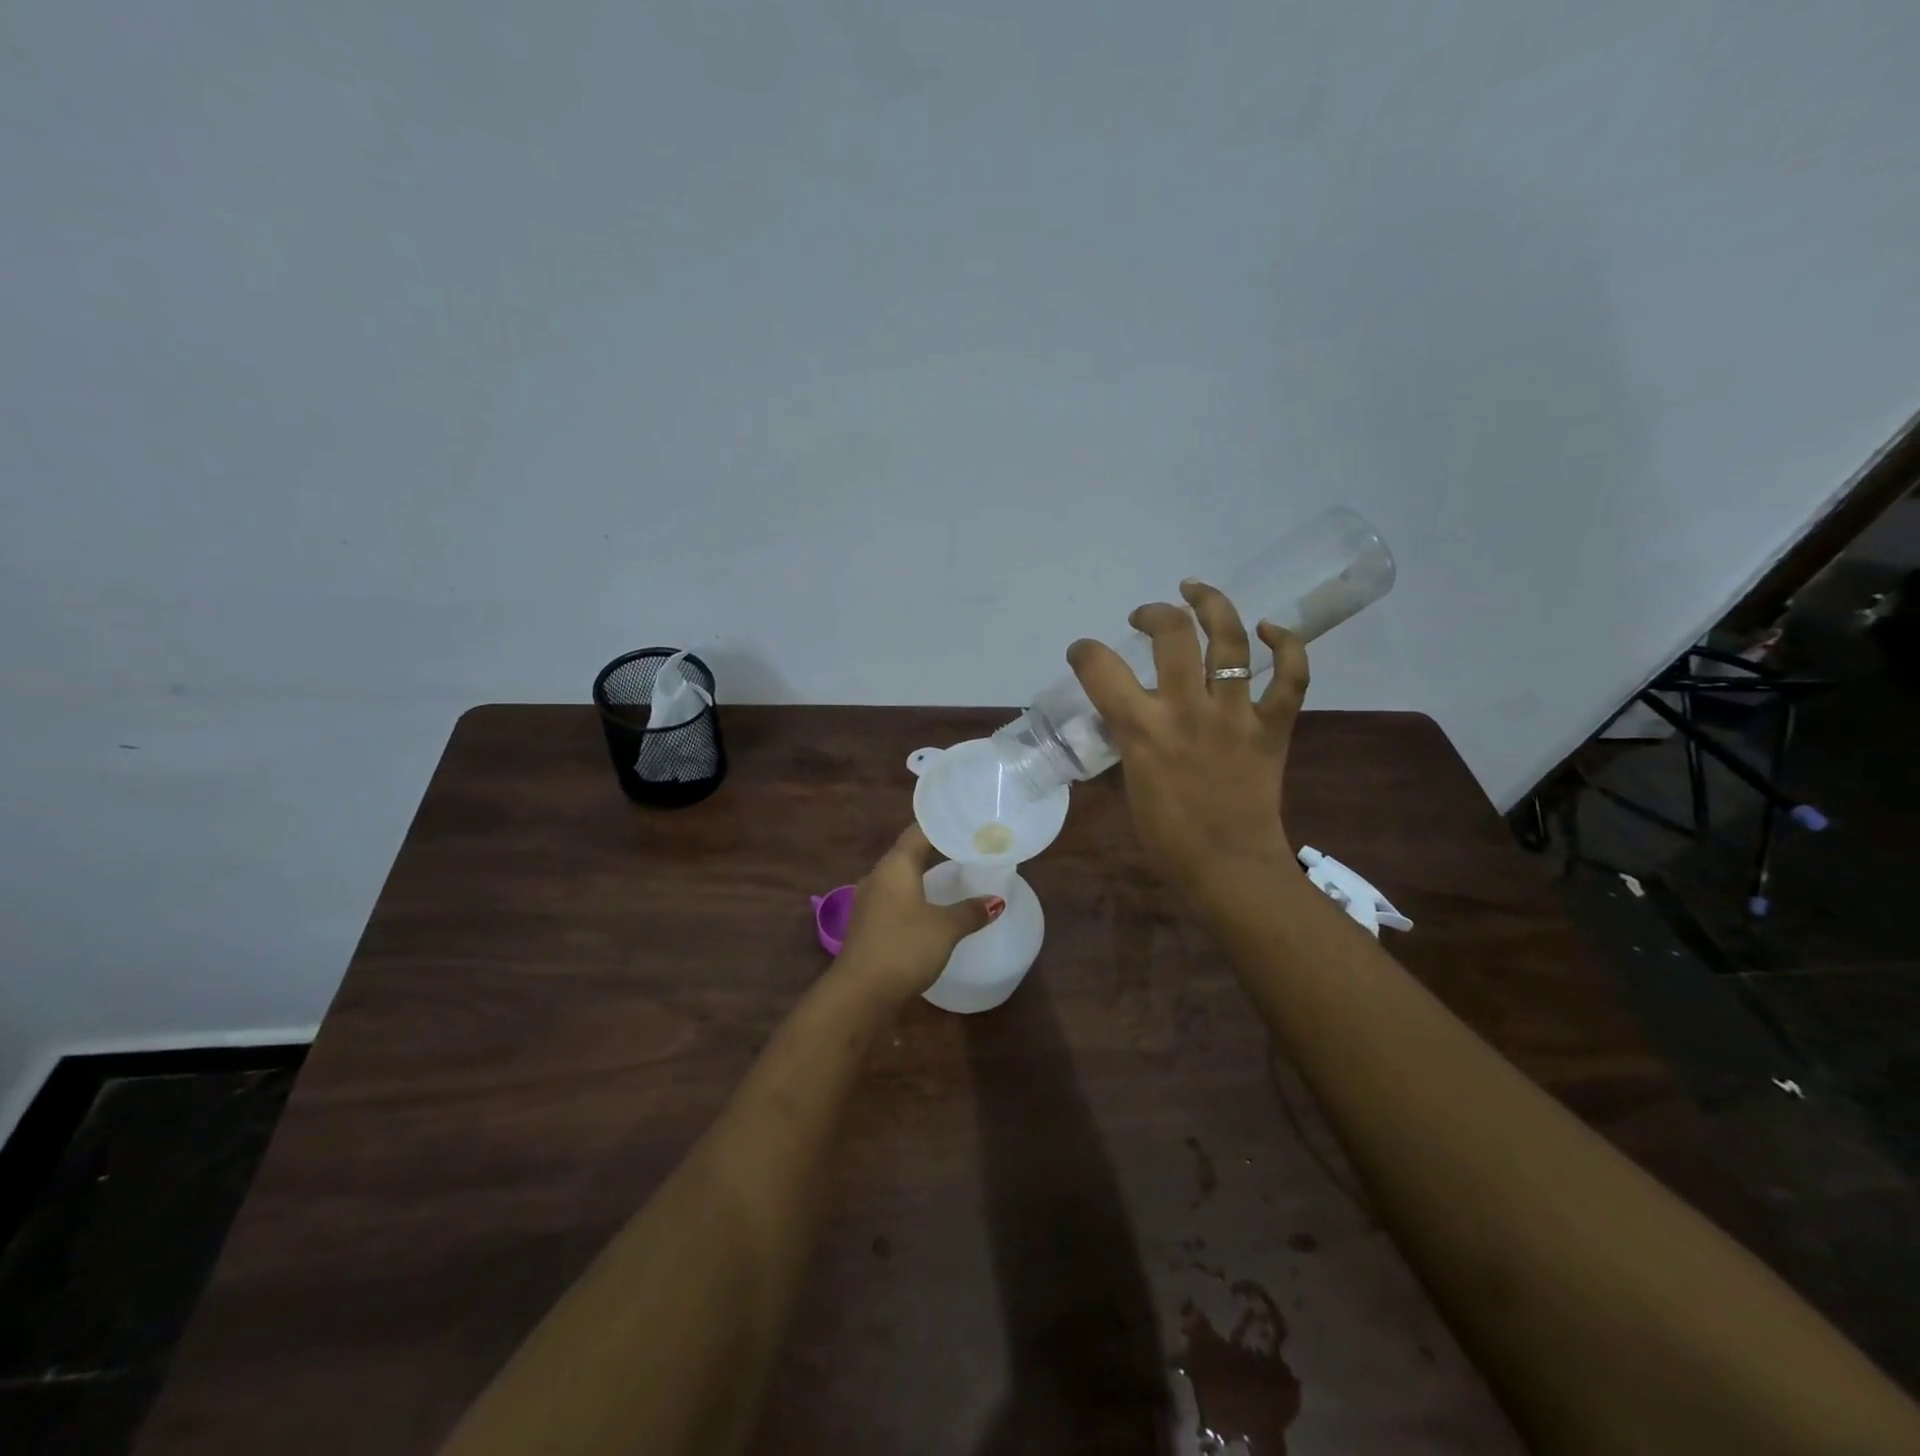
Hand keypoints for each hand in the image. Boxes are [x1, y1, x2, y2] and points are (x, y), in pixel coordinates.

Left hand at [836, 824, 1005, 999]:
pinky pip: (894, 899)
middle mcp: (878, 876)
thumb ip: (971, 911)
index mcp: (895, 865)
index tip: (967, 826)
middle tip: (968, 851)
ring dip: (924, 876)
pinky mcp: (867, 924)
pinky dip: (914, 897)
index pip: (918, 831)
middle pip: (908, 853)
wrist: (860, 993)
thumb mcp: (945, 928)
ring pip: (900, 878)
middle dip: (936, 851)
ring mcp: (869, 901)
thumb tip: (995, 900)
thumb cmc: (904, 948)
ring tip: (953, 878)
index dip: (942, 826)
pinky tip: (930, 909)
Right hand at [1067, 580, 1307, 894]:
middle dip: (1153, 614)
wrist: (1227, 866)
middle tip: (1147, 617)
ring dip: (1212, 605)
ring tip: (1196, 591)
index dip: (1085, 651)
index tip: (1084, 653)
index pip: (1100, 668)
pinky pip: (1290, 676)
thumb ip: (1130, 737)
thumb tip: (1129, 712)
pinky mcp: (1273, 726)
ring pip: (1230, 640)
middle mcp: (1186, 710)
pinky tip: (1270, 630)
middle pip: (1172, 634)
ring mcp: (1234, 714)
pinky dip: (1287, 646)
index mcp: (1142, 729)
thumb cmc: (1167, 834)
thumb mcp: (1130, 779)